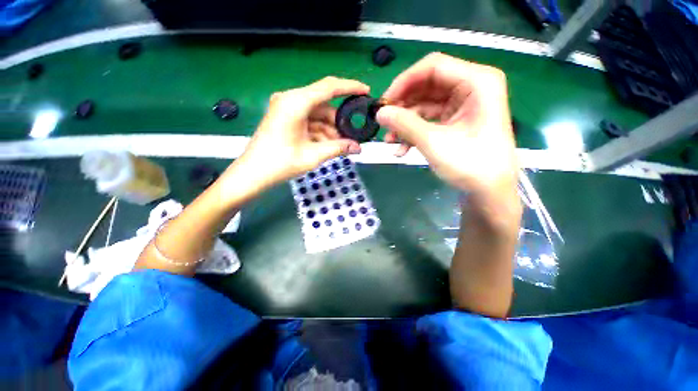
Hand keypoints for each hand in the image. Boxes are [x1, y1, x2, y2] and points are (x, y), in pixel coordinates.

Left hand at [234, 77, 368, 189]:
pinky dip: (320, 132)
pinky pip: (309, 121)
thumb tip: (358, 147)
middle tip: (354, 134)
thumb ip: (338, 148)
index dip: (350, 87)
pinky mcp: (285, 118)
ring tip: (342, 145)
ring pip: (317, 115)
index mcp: (295, 102)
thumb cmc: (280, 164)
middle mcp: (290, 100)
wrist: (252, 174)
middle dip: (339, 120)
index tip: (366, 92)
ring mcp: (286, 109)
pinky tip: (329, 145)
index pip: (328, 87)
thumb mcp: (313, 155)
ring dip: (330, 129)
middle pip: (323, 104)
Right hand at [376, 53, 519, 218]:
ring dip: (405, 122)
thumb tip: (379, 112)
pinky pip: (428, 119)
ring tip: (390, 141)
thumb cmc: (470, 165)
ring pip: (424, 104)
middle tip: (384, 122)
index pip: (433, 67)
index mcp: (477, 81)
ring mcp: (463, 105)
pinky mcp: (455, 121)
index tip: (384, 102)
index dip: (404, 82)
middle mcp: (472, 87)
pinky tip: (402, 148)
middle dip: (403, 105)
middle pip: (427, 85)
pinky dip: (413, 131)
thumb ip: (405, 124)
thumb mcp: (433, 143)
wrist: (488, 192)